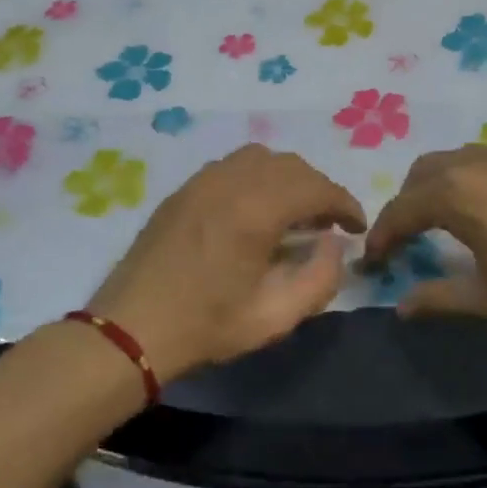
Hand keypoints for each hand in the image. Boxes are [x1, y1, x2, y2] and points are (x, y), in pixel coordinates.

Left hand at [87, 144, 365, 381]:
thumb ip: (319, 279)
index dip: (345, 204)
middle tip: (328, 224)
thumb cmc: (206, 327)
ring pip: (259, 158)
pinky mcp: (182, 191)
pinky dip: (256, 178)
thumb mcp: (275, 318)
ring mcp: (200, 182)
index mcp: (255, 211)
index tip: (356, 227)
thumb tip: (333, 246)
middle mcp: (228, 182)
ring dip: (287, 179)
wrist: (130, 329)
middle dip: (318, 189)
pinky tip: (254, 211)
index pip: (316, 187)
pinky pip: (230, 167)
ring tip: (293, 213)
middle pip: (290, 166)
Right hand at [363, 145, 486, 350]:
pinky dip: (473, 179)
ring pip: (459, 159)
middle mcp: (480, 163)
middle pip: (424, 172)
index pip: (402, 209)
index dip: (382, 235)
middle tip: (408, 239)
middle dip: (407, 202)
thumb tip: (402, 307)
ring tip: (447, 221)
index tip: (374, 261)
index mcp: (457, 193)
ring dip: (440, 185)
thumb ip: (439, 299)